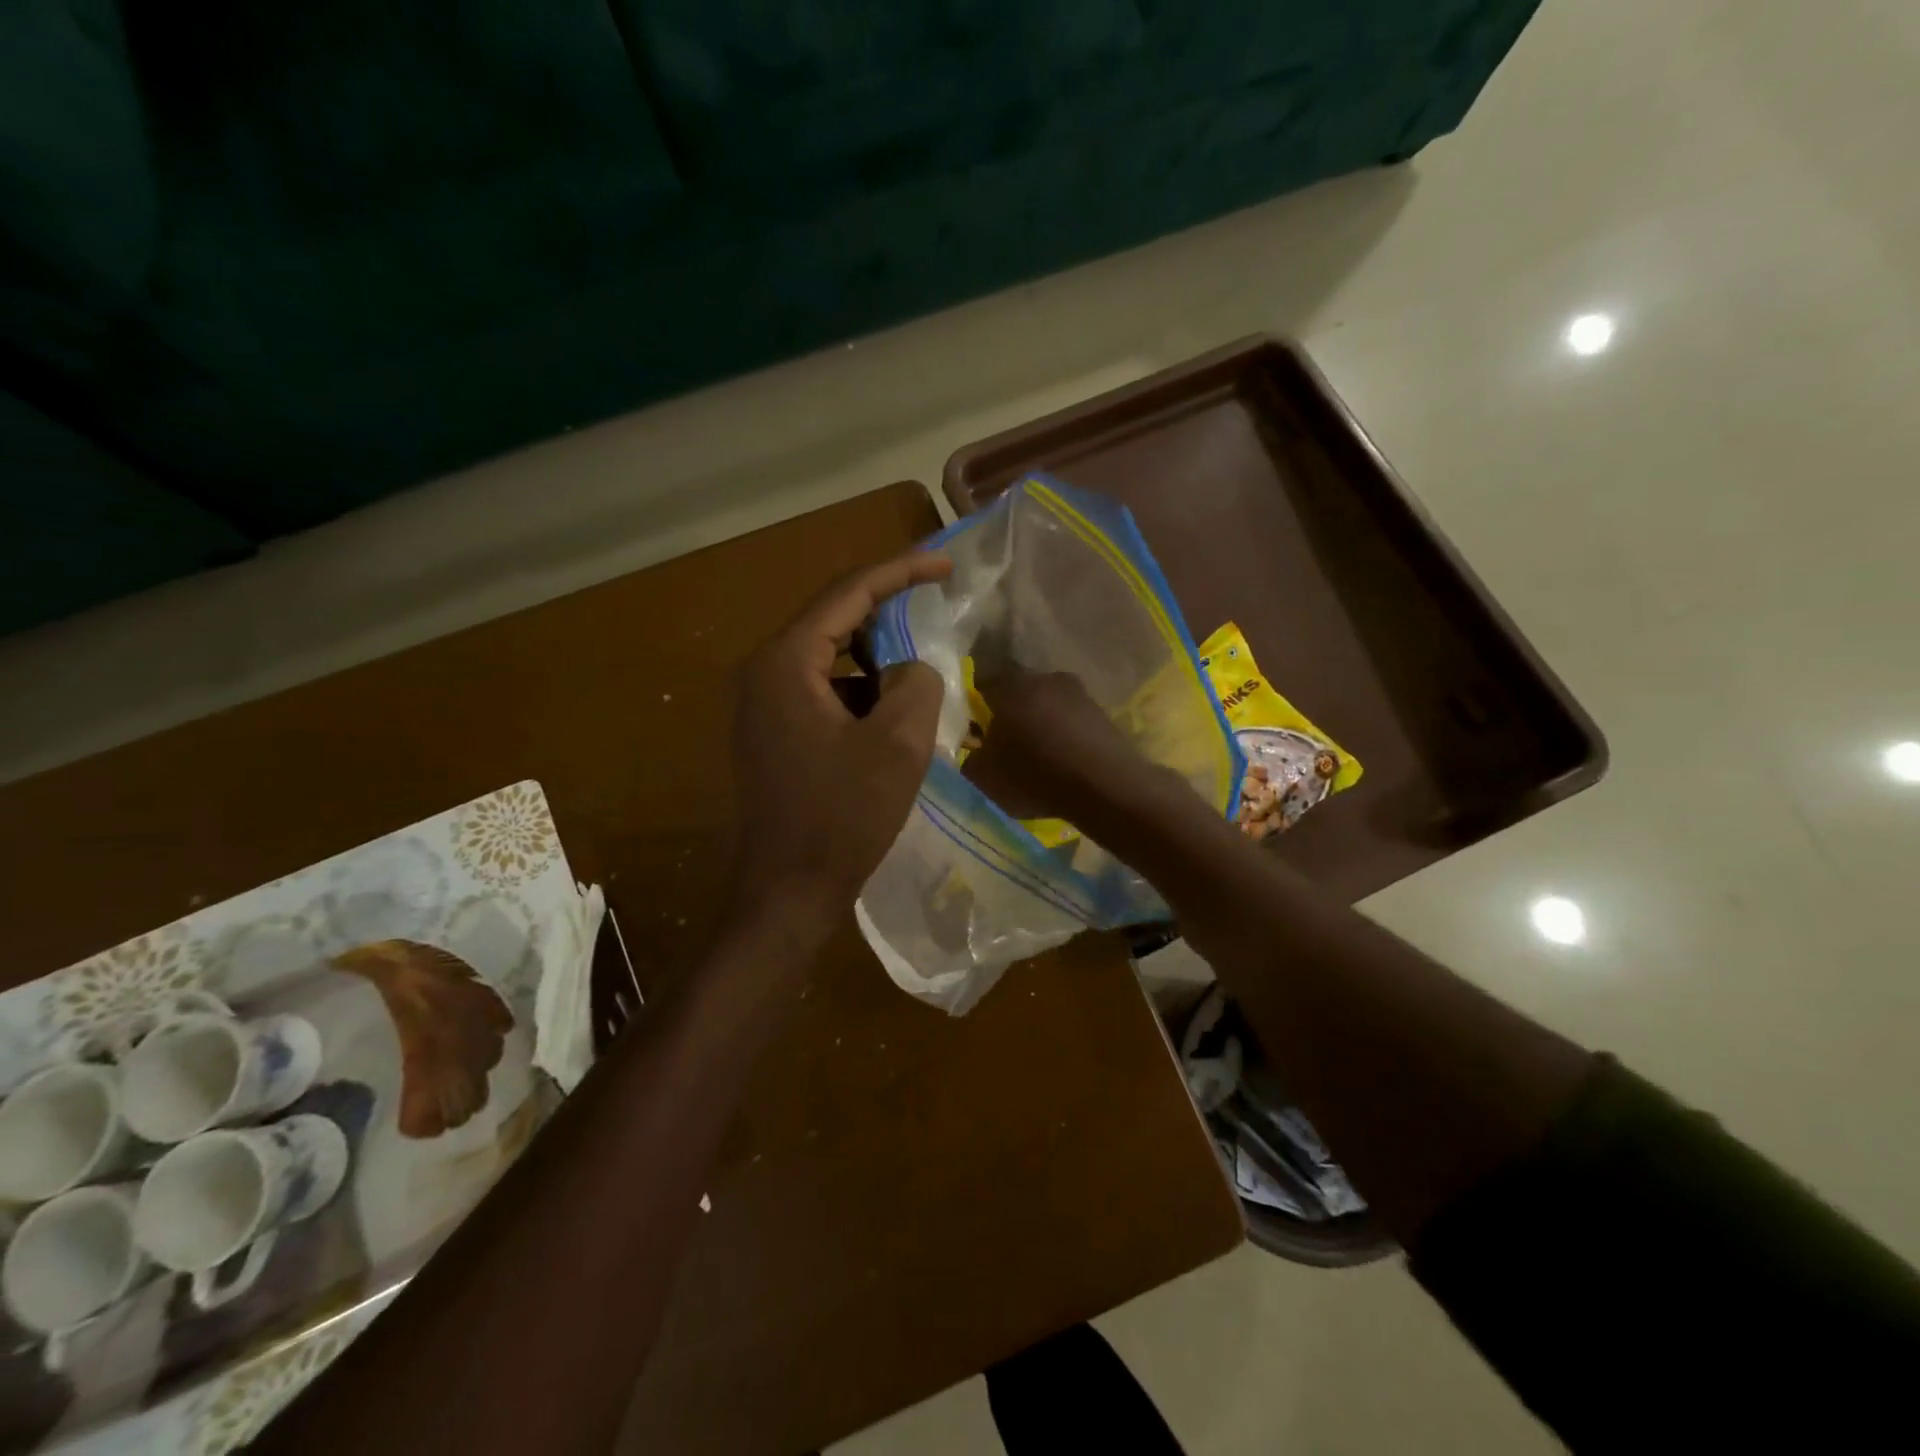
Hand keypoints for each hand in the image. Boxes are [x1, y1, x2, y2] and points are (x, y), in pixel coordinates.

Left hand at [731, 549, 952, 917]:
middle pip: (833, 621)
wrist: (790, 891)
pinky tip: (892, 717)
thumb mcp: (898, 744)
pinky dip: (860, 693)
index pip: (848, 594)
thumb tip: (910, 667)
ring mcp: (761, 705)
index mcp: (785, 662)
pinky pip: (822, 692)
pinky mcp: (771, 733)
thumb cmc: (843, 817)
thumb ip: (915, 682)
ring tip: (922, 673)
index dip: (901, 572)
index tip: (946, 564)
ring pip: (830, 660)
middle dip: (888, 615)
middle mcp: (762, 672)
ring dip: (876, 661)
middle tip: (938, 611)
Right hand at [962, 670, 1154, 824]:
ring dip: (1041, 726)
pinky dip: (1065, 737)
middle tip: (1006, 747)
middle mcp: (1044, 679)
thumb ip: (970, 758)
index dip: (976, 712)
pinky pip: (1071, 722)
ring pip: (1047, 707)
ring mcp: (1078, 693)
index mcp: (1010, 687)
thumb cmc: (1034, 775)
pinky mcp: (1102, 712)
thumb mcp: (983, 777)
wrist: (1104, 786)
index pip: (983, 689)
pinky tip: (1064, 761)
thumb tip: (974, 751)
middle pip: (1018, 695)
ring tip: (1038, 757)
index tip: (976, 735)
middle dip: (1011, 717)